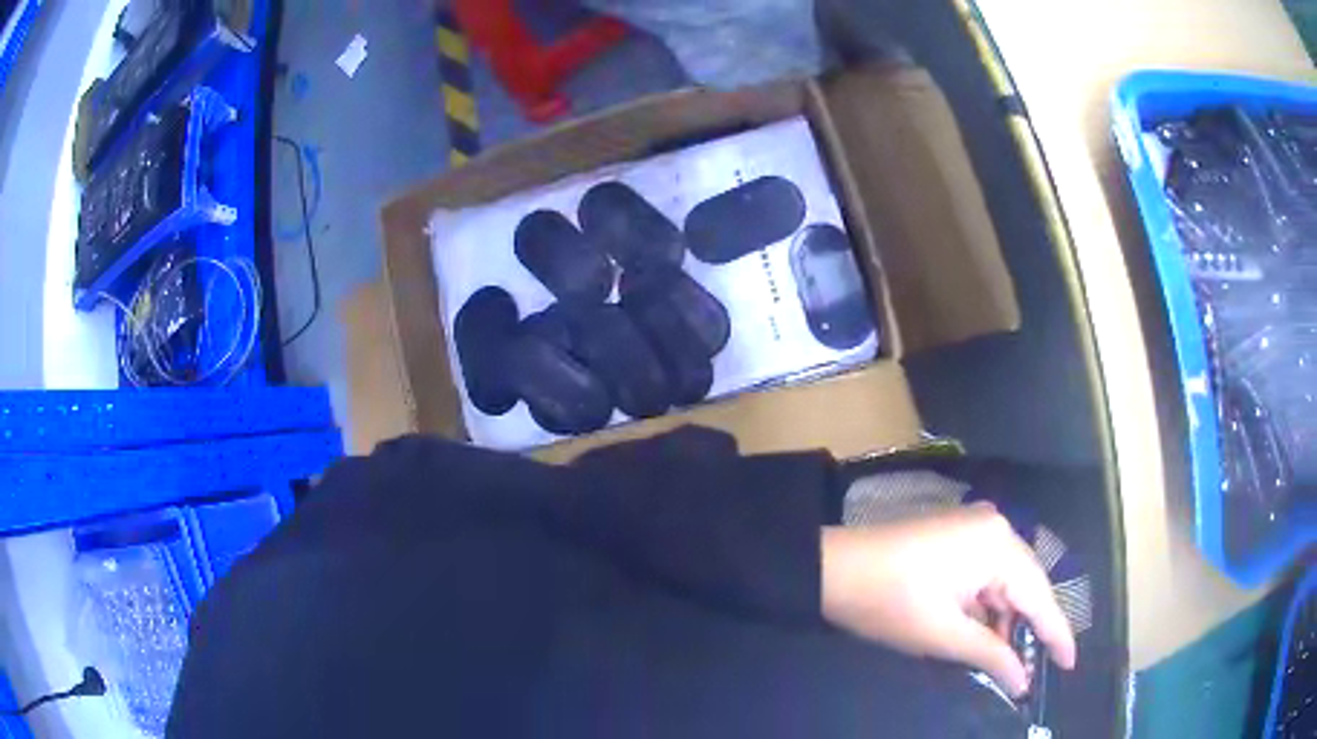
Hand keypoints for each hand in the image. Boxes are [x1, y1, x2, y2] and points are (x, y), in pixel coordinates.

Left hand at [820, 503, 1076, 696]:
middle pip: (1027, 588)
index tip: (1070, 664)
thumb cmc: (888, 602)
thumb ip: (992, 656)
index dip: (1057, 634)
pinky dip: (987, 609)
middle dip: (1028, 631)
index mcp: (998, 545)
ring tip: (1006, 663)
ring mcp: (976, 529)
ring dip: (1005, 623)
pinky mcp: (958, 538)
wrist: (831, 569)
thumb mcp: (944, 636)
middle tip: (1031, 673)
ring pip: (1006, 585)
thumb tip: (1023, 681)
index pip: (1041, 596)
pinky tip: (985, 636)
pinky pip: (987, 577)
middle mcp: (996, 529)